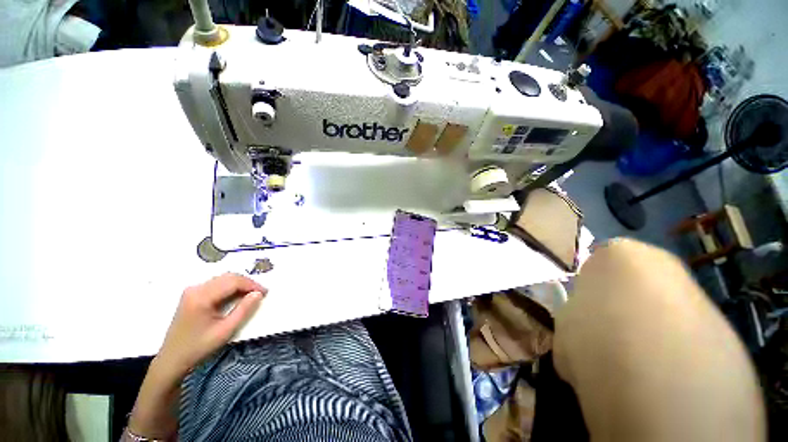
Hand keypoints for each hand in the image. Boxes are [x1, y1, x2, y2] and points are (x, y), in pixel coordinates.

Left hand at [156, 273, 266, 379]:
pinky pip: (217, 284)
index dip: (252, 285)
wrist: (173, 359)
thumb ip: (243, 310)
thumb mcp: (225, 331)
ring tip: (250, 295)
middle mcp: (196, 288)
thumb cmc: (199, 347)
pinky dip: (230, 287)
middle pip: (228, 277)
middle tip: (259, 294)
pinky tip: (236, 297)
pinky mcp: (192, 294)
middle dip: (247, 283)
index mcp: (201, 297)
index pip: (233, 281)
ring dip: (239, 284)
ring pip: (223, 278)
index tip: (265, 293)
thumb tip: (258, 294)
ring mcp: (192, 290)